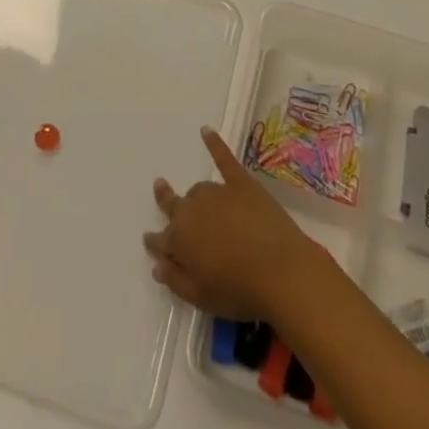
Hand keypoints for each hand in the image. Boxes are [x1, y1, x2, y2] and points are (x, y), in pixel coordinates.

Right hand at [143, 126, 327, 320]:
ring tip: (199, 202)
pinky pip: (224, 158)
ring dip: (196, 197)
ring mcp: (218, 192)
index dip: (155, 241)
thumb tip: (157, 265)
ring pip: (199, 190)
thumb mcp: (200, 297)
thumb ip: (175, 280)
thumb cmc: (238, 290)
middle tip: (160, 190)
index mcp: (180, 239)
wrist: (279, 270)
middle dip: (166, 201)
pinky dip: (214, 143)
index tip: (149, 239)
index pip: (161, 240)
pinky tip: (206, 130)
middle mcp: (193, 209)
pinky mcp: (241, 182)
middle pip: (176, 206)